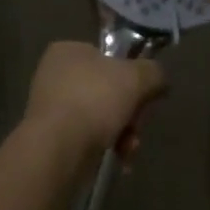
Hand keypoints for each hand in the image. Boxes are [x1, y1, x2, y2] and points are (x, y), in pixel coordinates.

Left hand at [24, 40, 167, 161]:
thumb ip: (153, 72)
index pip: (107, 57)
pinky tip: (119, 158)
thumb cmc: (95, 99)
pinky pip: (87, 136)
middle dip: (129, 111)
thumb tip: (158, 79)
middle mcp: (54, 74)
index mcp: (68, 50)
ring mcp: (50, 107)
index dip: (130, 75)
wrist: (58, 148)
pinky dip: (106, 145)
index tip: (144, 94)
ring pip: (99, 115)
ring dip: (122, 131)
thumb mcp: (136, 77)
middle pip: (107, 89)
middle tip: (137, 125)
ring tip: (129, 148)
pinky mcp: (50, 137)